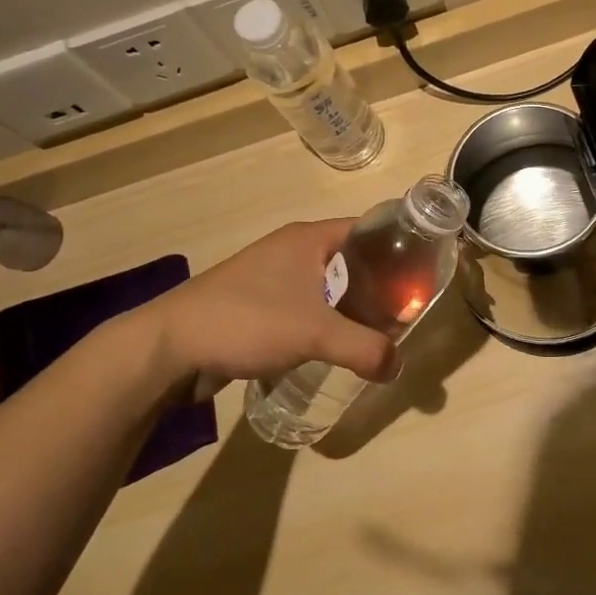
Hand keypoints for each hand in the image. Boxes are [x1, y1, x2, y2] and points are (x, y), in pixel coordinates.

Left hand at [131, 220, 399, 393]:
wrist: (170, 346)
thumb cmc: (246, 320)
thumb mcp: (314, 333)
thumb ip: (364, 349)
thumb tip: (399, 367)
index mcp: (309, 238)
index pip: (369, 228)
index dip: (400, 244)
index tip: (424, 270)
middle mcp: (293, 250)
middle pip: (353, 259)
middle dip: (382, 283)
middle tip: (409, 310)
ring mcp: (274, 277)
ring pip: (329, 285)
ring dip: (354, 305)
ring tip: (382, 331)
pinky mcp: (260, 305)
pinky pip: (308, 306)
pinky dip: (328, 321)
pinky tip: (340, 346)